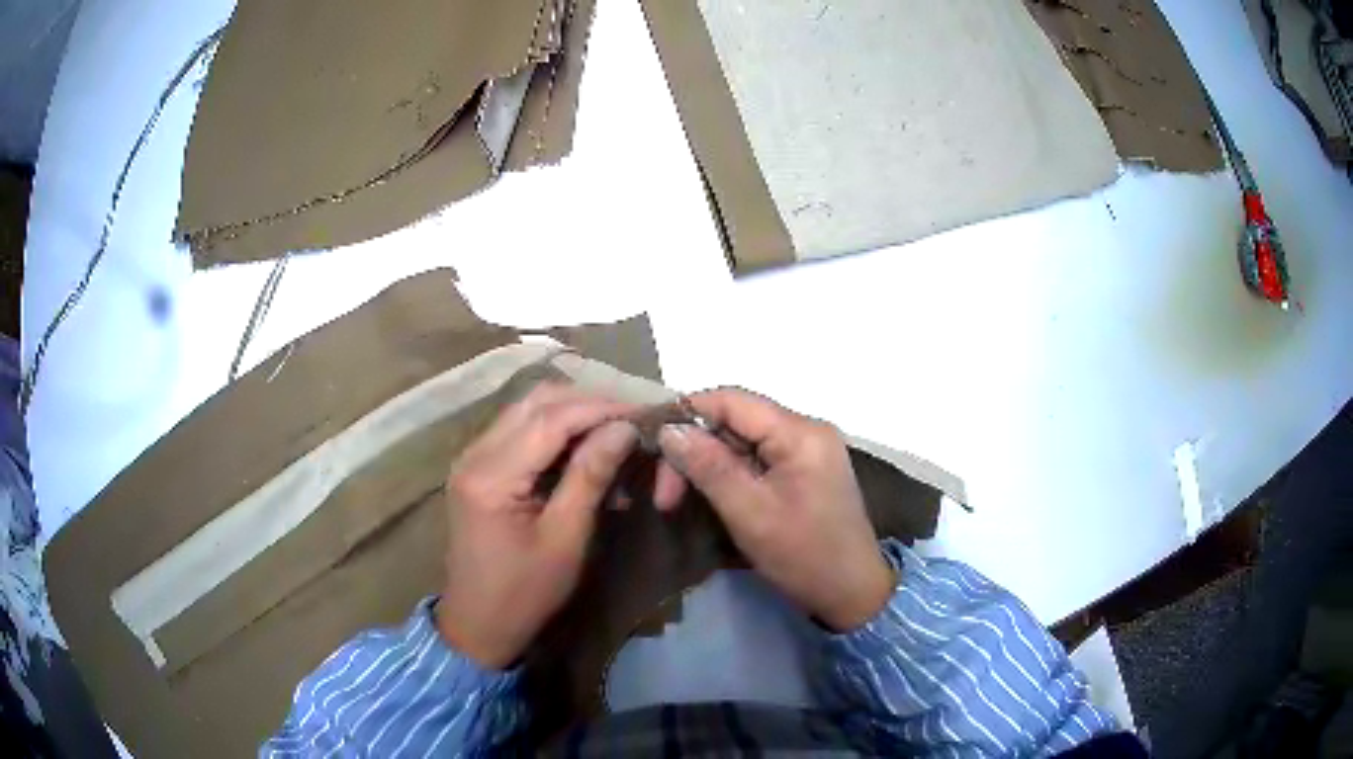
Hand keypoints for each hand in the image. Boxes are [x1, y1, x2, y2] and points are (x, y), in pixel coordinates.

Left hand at [438, 383, 637, 668]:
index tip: (644, 412)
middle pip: (536, 401)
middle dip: (588, 403)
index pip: (551, 418)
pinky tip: (585, 450)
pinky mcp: (479, 466)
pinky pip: (520, 429)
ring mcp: (472, 457)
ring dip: (573, 413)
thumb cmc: (525, 593)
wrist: (478, 623)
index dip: (601, 408)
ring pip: (528, 409)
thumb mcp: (565, 539)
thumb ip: (591, 477)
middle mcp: (474, 453)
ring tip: (615, 432)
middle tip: (632, 420)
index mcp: (491, 475)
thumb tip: (625, 428)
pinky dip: (555, 431)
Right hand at [658, 389, 894, 631]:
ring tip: (677, 498)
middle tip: (664, 493)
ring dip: (707, 464)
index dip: (686, 414)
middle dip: (694, 449)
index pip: (732, 400)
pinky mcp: (806, 469)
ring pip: (742, 440)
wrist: (853, 592)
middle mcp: (807, 429)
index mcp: (800, 432)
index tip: (650, 443)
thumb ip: (708, 466)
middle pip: (735, 420)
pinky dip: (728, 473)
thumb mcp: (750, 513)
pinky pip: (758, 457)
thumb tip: (669, 429)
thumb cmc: (803, 556)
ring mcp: (809, 449)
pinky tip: (709, 495)